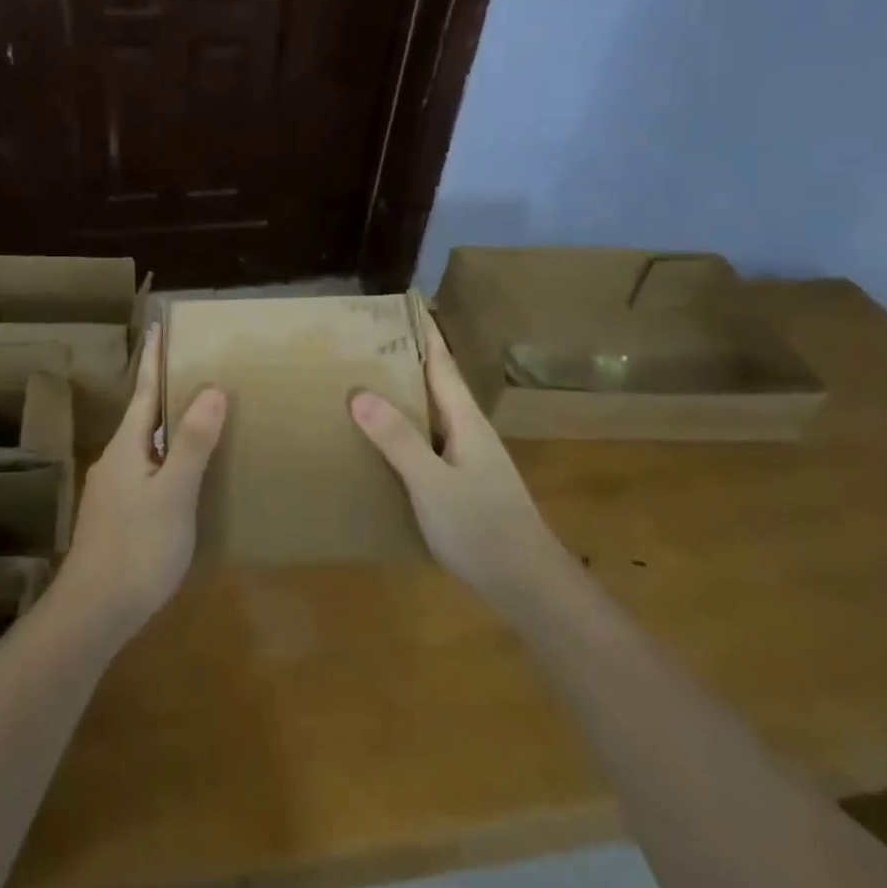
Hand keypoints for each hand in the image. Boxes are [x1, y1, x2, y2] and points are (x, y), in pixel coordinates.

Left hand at [61, 323, 226, 634]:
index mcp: (126, 447)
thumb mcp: (174, 493)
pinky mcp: (115, 516)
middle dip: (163, 392)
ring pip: (143, 446)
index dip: (153, 360)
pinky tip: (181, 476)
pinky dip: (164, 459)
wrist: (93, 613)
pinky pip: (144, 471)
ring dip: (165, 427)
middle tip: (193, 371)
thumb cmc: (138, 547)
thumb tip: (211, 389)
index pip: (142, 391)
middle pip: (141, 416)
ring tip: (194, 419)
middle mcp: (114, 461)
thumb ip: (192, 442)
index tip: (158, 327)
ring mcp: (111, 490)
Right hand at [350, 313, 548, 602]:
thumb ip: (397, 438)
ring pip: (434, 414)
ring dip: (407, 395)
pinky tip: (386, 442)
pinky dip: (408, 429)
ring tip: (368, 384)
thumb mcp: (431, 482)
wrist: (528, 585)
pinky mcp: (465, 484)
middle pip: (437, 384)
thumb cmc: (481, 526)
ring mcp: (471, 459)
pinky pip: (431, 441)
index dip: (425, 333)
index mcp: (466, 420)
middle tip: (368, 341)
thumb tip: (358, 391)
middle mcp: (470, 431)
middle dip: (408, 359)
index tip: (407, 302)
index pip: (442, 364)